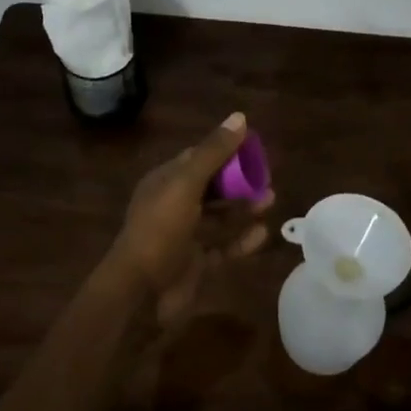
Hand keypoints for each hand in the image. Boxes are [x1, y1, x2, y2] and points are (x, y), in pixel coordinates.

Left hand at [109, 112, 273, 324]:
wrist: (140, 292)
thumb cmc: (160, 229)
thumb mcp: (186, 184)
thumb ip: (213, 152)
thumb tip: (240, 118)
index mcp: (165, 182)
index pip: (198, 158)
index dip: (225, 151)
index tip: (253, 150)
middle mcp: (174, 205)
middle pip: (213, 187)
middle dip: (240, 182)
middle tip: (266, 179)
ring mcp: (185, 236)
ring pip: (221, 216)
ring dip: (244, 208)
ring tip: (270, 201)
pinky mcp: (196, 263)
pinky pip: (224, 246)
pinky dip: (242, 240)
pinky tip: (261, 234)